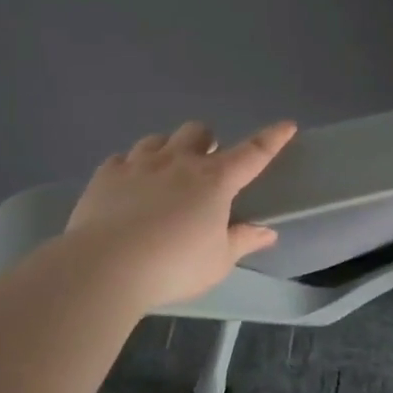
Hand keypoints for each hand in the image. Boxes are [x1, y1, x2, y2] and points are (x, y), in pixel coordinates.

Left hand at [65, 120, 297, 311]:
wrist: (105, 266)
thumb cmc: (174, 266)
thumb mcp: (217, 261)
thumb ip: (242, 241)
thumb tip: (267, 231)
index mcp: (214, 180)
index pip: (252, 153)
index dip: (271, 139)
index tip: (286, 125)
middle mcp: (179, 162)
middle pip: (198, 131)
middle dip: (205, 141)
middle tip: (204, 164)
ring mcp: (140, 164)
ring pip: (158, 139)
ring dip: (167, 149)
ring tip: (165, 172)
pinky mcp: (107, 174)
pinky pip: (122, 158)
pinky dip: (130, 167)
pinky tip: (128, 186)